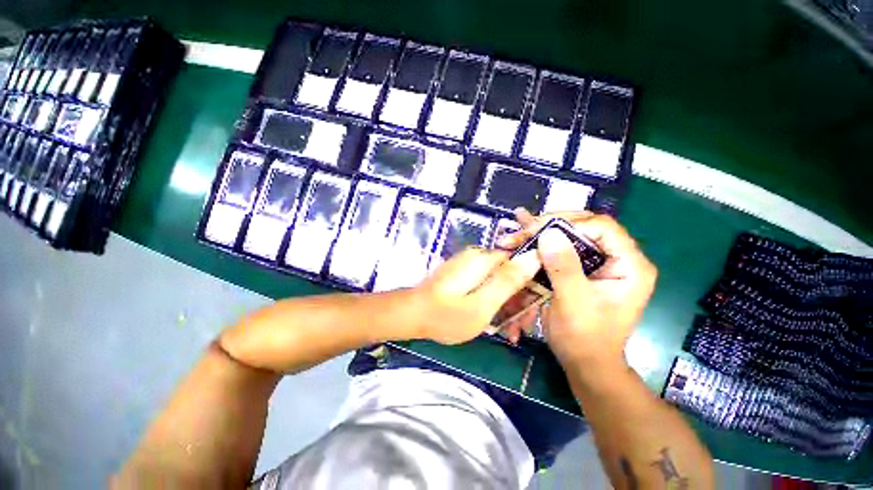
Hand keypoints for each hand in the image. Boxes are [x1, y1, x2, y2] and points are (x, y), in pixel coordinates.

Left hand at [410, 246, 540, 344]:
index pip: (521, 262)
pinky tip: (493, 323)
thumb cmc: (446, 315)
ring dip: (507, 305)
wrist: (412, 315)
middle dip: (519, 301)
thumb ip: (508, 281)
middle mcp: (478, 256)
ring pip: (499, 281)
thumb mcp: (482, 304)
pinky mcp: (464, 275)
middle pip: (511, 273)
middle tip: (519, 329)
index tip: (532, 312)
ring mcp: (469, 265)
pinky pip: (486, 284)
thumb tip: (535, 256)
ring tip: (509, 332)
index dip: (531, 286)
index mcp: (484, 259)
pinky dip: (493, 302)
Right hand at [500, 210, 656, 367]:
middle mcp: (617, 258)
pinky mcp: (581, 269)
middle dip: (550, 226)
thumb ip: (563, 267)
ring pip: (569, 236)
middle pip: (584, 227)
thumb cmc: (585, 338)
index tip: (538, 230)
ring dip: (541, 233)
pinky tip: (523, 235)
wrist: (585, 363)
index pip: (602, 228)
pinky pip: (560, 249)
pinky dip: (540, 244)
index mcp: (630, 265)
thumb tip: (548, 232)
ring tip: (518, 229)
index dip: (569, 224)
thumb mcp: (574, 302)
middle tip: (523, 227)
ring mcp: (598, 263)